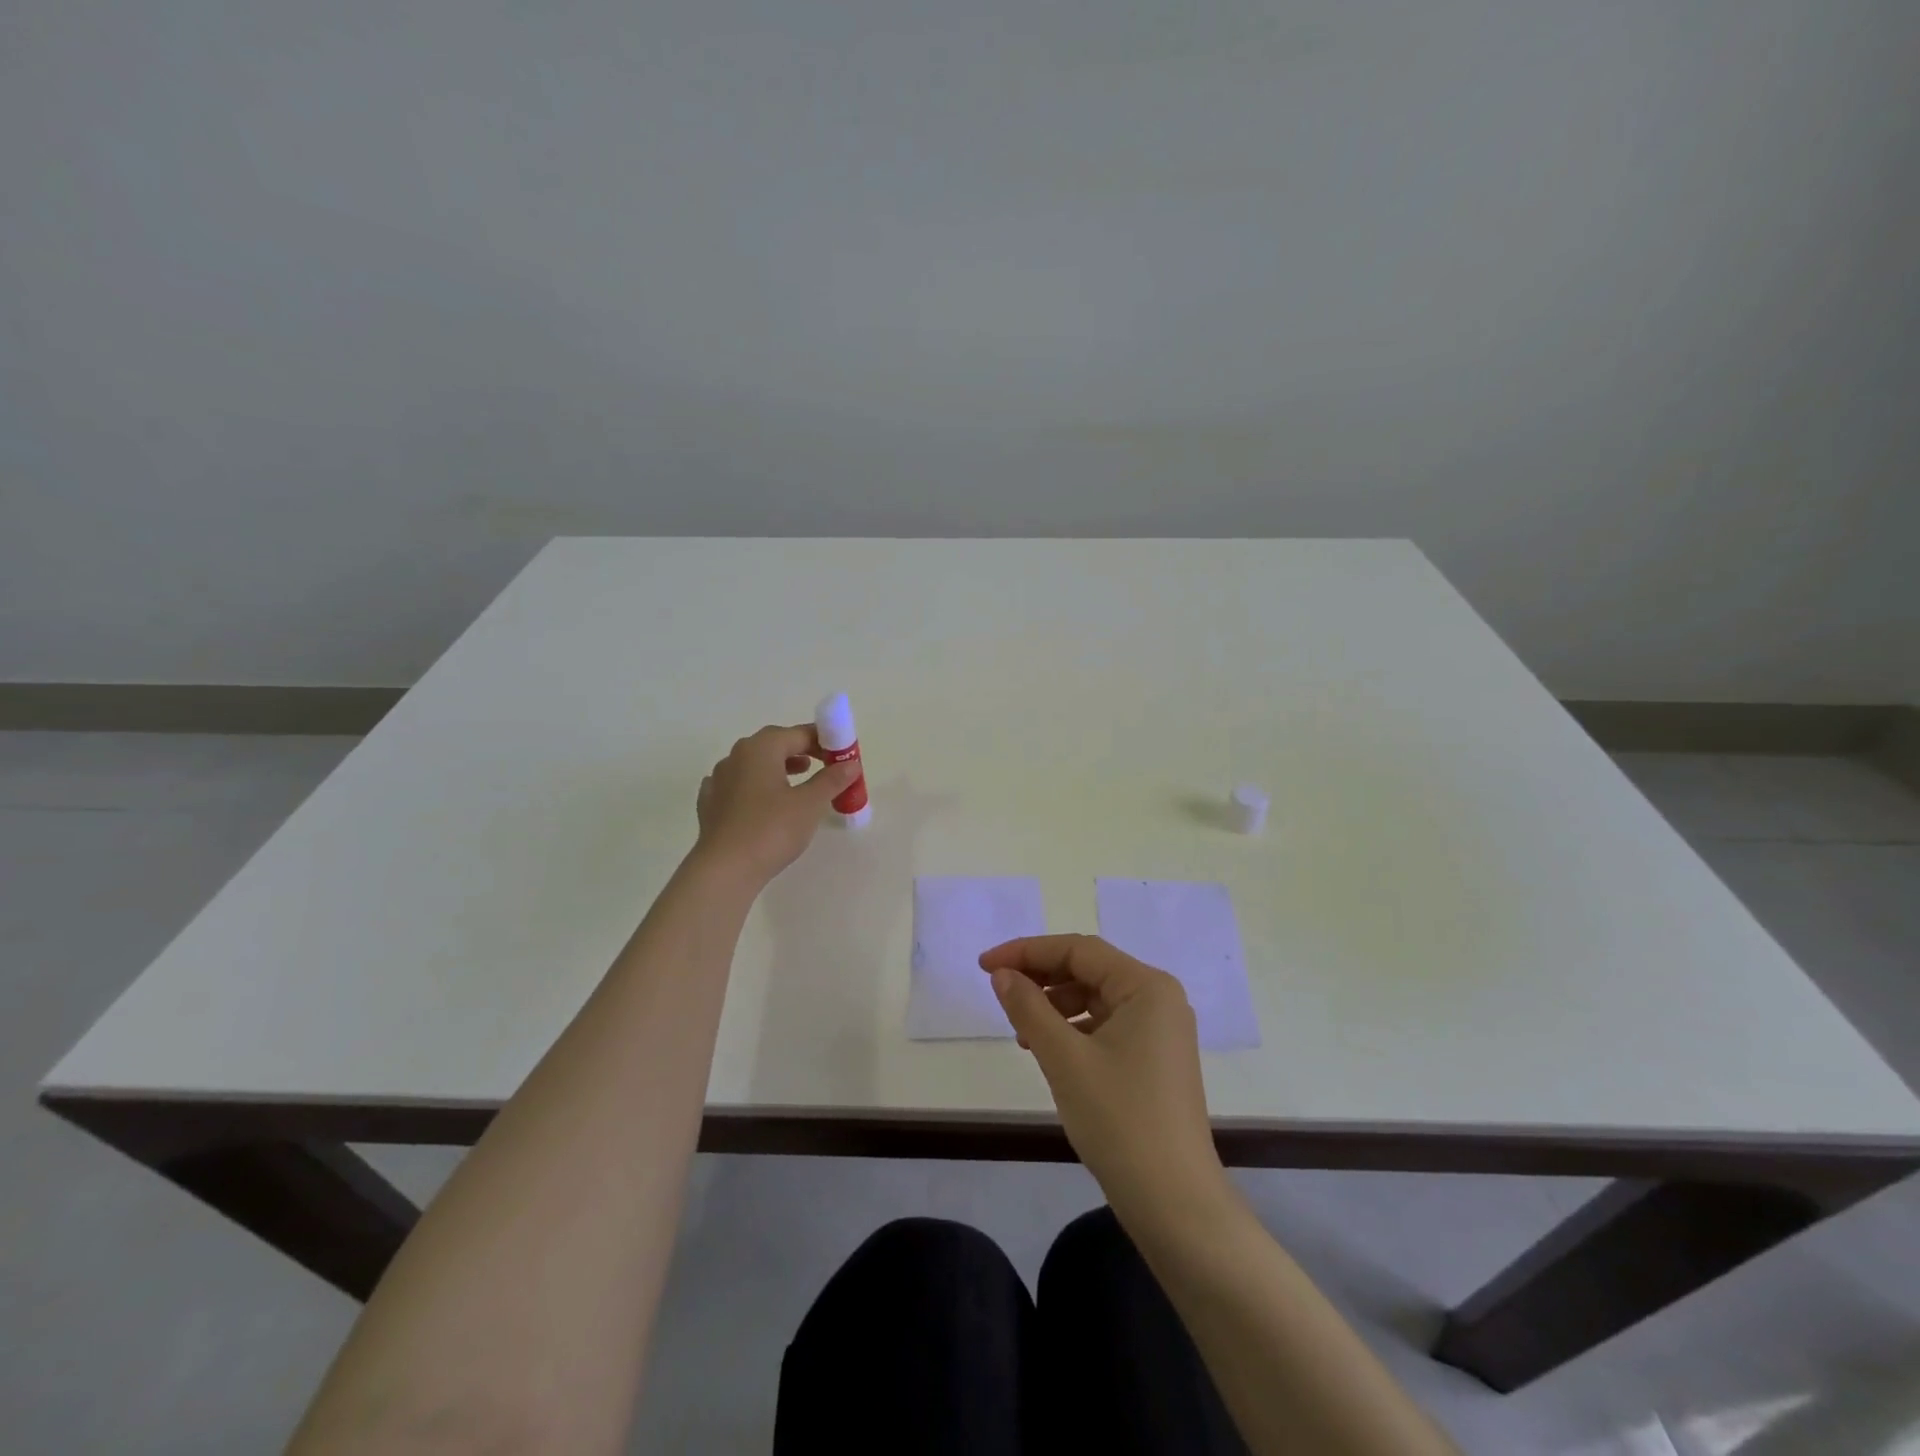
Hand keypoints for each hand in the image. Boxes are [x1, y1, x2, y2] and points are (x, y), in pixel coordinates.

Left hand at [693, 725, 860, 885]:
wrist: (724, 869)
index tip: (841, 756)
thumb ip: (831, 780)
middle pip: (773, 744)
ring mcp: (718, 779)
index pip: (798, 734)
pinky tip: (763, 802)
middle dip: (800, 750)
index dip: (824, 741)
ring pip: (753, 764)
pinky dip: (755, 787)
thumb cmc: (771, 830)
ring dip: (778, 768)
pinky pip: (738, 785)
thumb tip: (850, 764)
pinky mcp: (710, 803)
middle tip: (822, 764)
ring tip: (798, 781)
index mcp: (761, 748)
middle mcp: (736, 756)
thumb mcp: (810, 804)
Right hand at [979, 934, 1226, 1215]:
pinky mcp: (1155, 1058)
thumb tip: (1002, 974)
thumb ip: (1029, 1008)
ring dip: (1055, 1004)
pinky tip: (1048, 1049)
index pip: (1078, 950)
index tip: (985, 966)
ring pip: (1096, 997)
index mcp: (1147, 986)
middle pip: (1089, 969)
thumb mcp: (1064, 1058)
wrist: (1173, 1203)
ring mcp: (1161, 1030)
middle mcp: (1159, 998)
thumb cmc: (1119, 1120)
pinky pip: (1107, 1024)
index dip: (1028, 951)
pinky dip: (1074, 1028)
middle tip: (998, 990)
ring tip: (1020, 1029)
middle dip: (1041, 976)